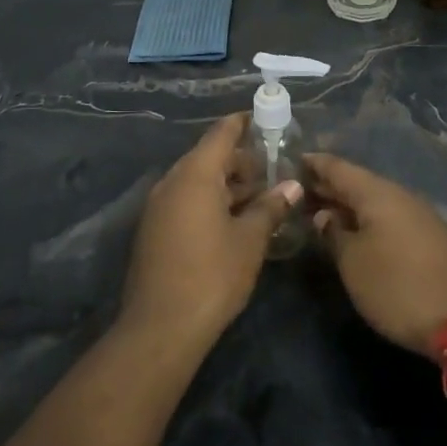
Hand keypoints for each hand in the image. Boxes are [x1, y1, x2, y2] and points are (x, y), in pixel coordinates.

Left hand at [123, 114, 301, 344]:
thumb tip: (292, 186)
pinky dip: (210, 202)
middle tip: (273, 171)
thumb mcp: (250, 240)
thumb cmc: (212, 275)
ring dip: (227, 185)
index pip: (220, 134)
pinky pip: (186, 201)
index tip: (263, 119)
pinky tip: (234, 221)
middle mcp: (171, 183)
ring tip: (260, 198)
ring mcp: (159, 207)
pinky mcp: (154, 230)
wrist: (161, 327)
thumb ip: (270, 207)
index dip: (242, 123)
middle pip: (208, 158)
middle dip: (241, 162)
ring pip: (197, 182)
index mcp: (194, 175)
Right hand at [306, 154, 446, 357]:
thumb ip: (333, 234)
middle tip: (297, 191)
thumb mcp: (352, 263)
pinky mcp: (429, 236)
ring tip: (320, 212)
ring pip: (374, 200)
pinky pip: (389, 216)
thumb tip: (324, 215)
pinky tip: (354, 231)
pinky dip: (366, 218)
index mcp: (378, 194)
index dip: (314, 164)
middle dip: (327, 186)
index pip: (338, 168)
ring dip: (347, 204)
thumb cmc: (396, 287)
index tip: (292, 160)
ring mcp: (418, 215)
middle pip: (357, 183)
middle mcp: (399, 196)